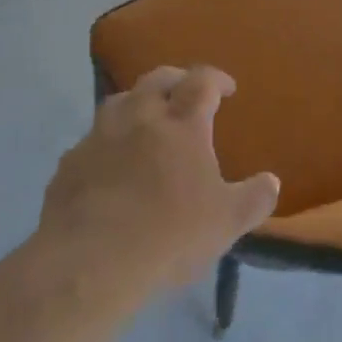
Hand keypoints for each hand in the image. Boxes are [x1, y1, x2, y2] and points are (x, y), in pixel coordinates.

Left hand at [39, 65, 279, 299]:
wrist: (88, 262)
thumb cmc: (168, 236)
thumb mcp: (227, 223)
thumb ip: (254, 199)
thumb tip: (272, 181)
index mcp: (182, 124)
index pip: (202, 82)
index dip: (216, 79)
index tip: (227, 89)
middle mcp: (139, 118)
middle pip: (157, 79)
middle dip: (176, 79)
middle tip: (186, 92)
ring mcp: (100, 137)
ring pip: (120, 100)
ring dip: (137, 101)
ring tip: (147, 118)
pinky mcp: (70, 163)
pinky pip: (92, 139)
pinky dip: (107, 141)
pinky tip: (111, 163)